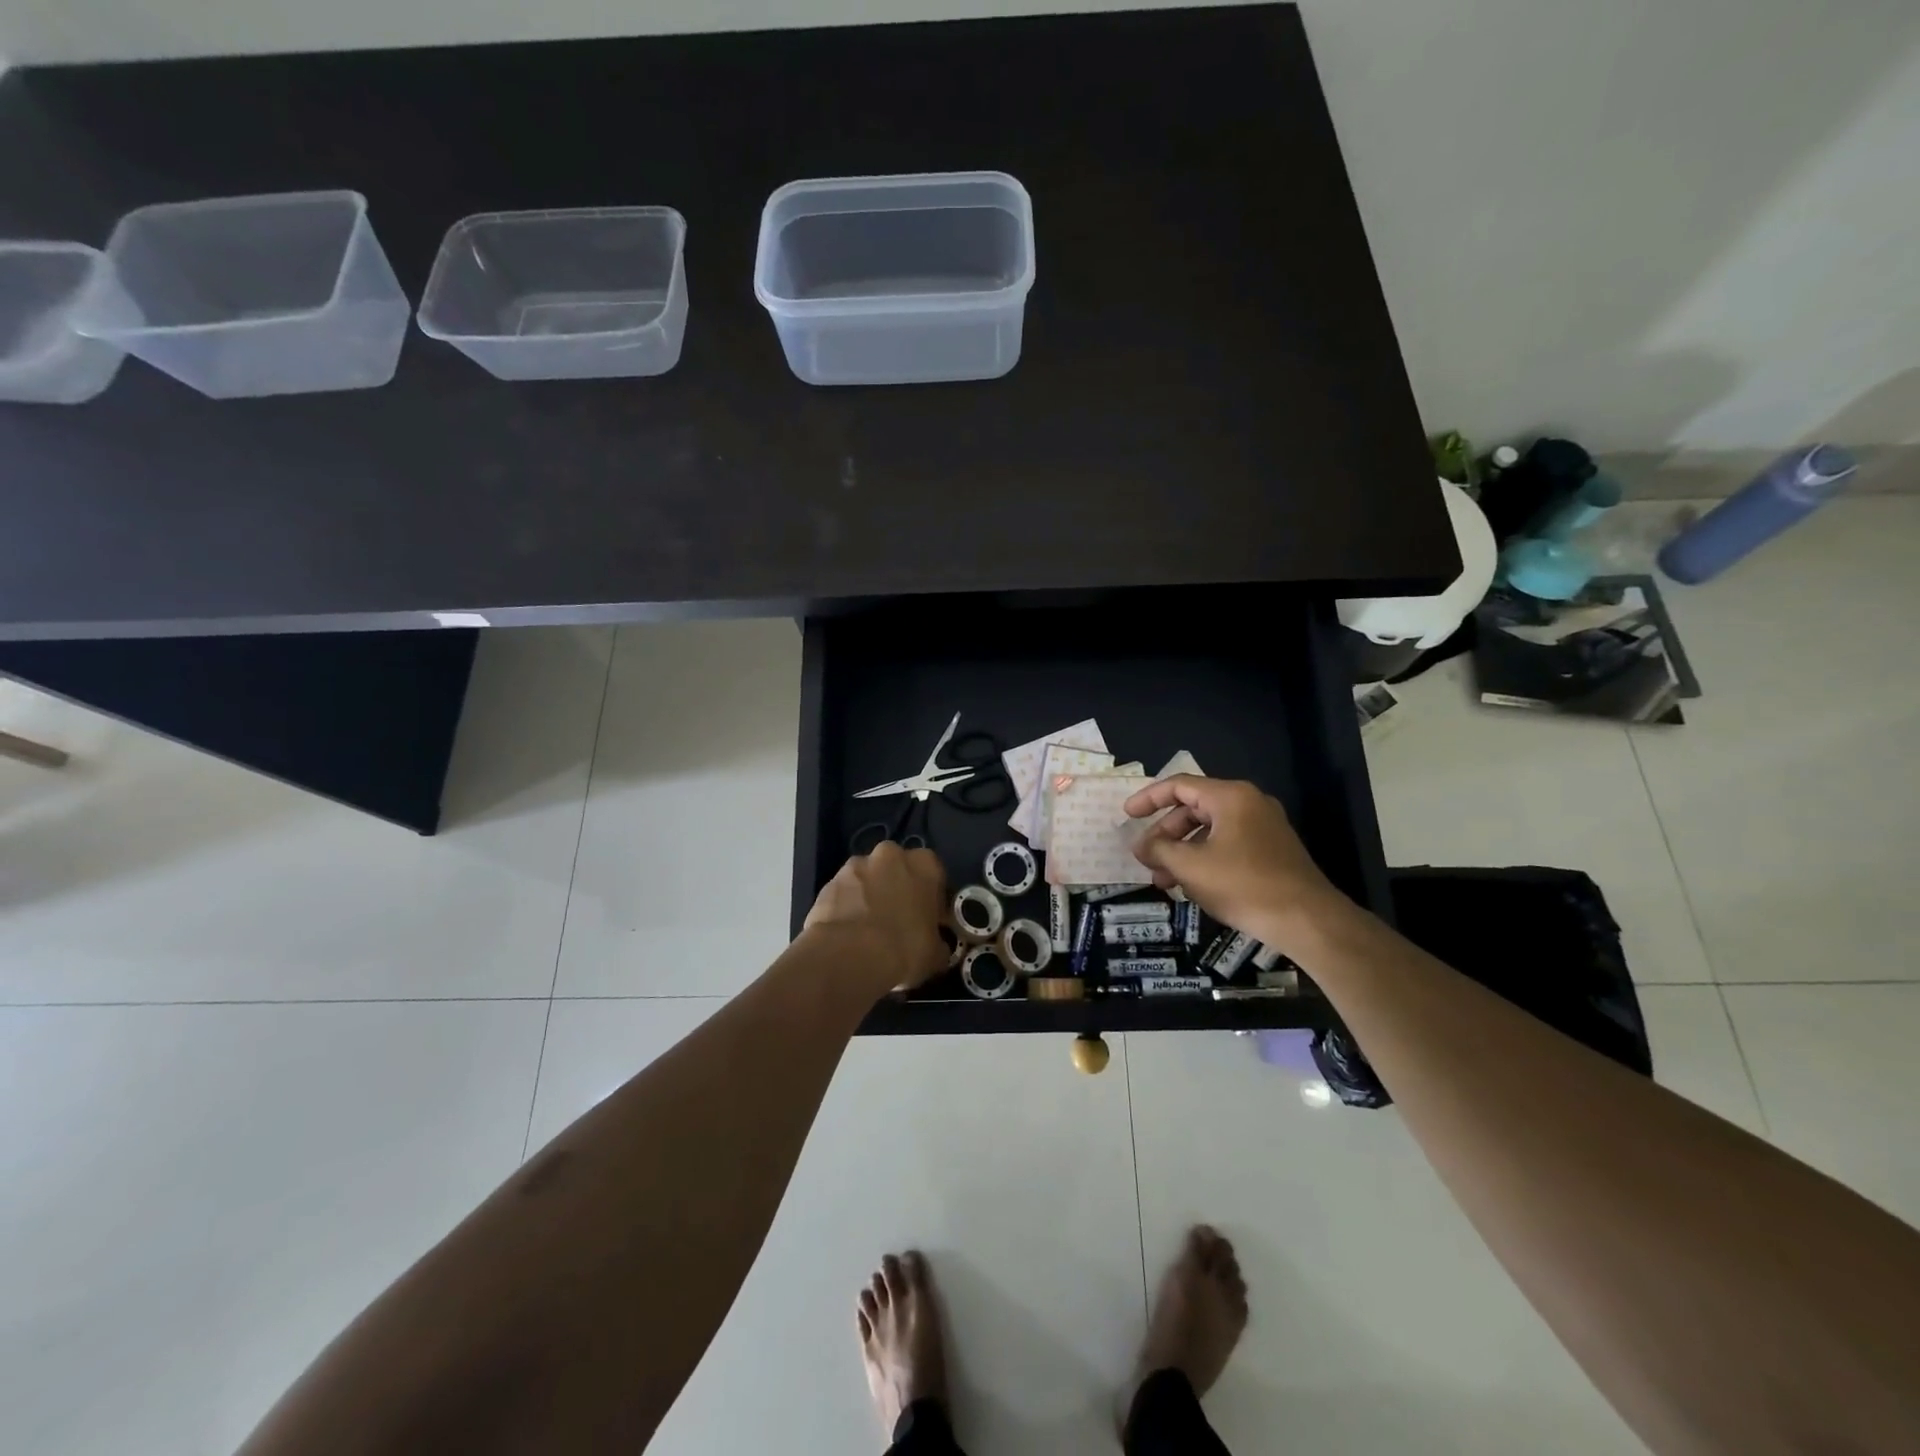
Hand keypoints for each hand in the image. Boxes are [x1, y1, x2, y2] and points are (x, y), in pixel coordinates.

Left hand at [803, 842, 949, 990]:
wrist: (850, 956)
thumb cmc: (905, 949)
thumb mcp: (936, 953)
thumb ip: (938, 939)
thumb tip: (934, 944)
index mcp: (925, 864)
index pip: (934, 875)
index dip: (931, 899)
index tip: (928, 920)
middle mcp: (890, 854)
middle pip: (897, 869)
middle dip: (897, 889)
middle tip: (897, 921)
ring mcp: (855, 866)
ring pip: (868, 879)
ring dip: (870, 896)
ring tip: (868, 930)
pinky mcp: (828, 882)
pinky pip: (844, 894)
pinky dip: (847, 907)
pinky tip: (847, 935)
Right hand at [1125, 776, 1350, 952]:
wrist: (1306, 920)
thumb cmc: (1244, 885)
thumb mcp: (1191, 867)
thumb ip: (1159, 850)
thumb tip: (1140, 846)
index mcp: (1230, 797)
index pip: (1179, 785)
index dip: (1148, 799)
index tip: (1127, 815)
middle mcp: (1248, 804)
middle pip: (1193, 809)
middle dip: (1165, 835)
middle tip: (1145, 858)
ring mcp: (1263, 827)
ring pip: (1209, 831)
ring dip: (1182, 852)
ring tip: (1162, 881)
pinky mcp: (1270, 850)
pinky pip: (1227, 845)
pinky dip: (1204, 859)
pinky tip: (1191, 886)